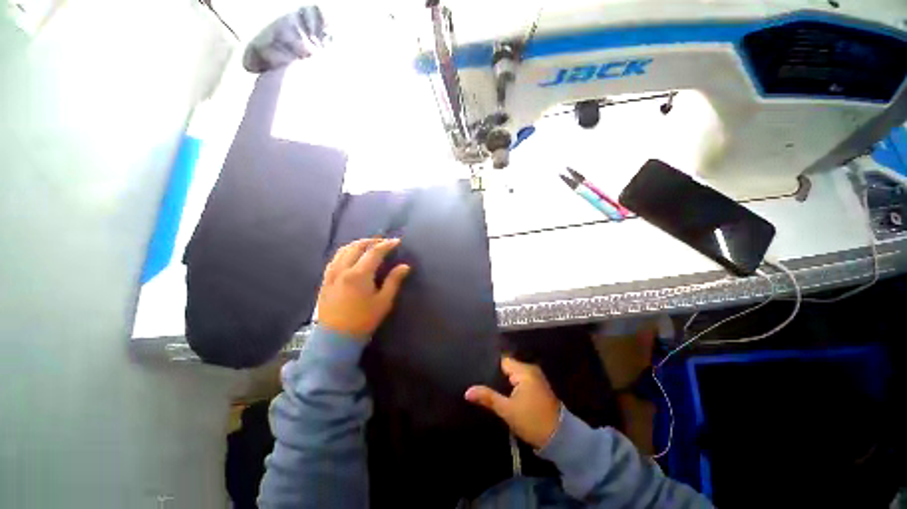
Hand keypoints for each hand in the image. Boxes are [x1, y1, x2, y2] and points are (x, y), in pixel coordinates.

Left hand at [317, 238, 410, 338]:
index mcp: (359, 274)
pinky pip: (335, 259)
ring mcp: (331, 274)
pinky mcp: (325, 280)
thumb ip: (394, 281)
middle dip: (372, 241)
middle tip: (384, 242)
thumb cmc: (363, 320)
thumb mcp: (383, 301)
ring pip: (343, 250)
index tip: (397, 242)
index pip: (374, 252)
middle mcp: (343, 269)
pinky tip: (351, 256)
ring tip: (369, 245)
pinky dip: (345, 252)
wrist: (336, 338)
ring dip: (357, 244)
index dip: (387, 245)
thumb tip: (405, 266)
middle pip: (357, 246)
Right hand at [465, 357, 561, 448]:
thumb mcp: (507, 410)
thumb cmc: (532, 421)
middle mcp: (530, 369)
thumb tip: (467, 391)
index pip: (502, 361)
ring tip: (487, 385)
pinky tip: (502, 391)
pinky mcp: (537, 387)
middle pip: (508, 367)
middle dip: (496, 374)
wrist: (559, 438)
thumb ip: (488, 398)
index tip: (477, 371)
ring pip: (513, 374)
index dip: (490, 366)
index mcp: (524, 370)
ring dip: (504, 381)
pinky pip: (520, 380)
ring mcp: (535, 378)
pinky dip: (512, 385)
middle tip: (479, 380)